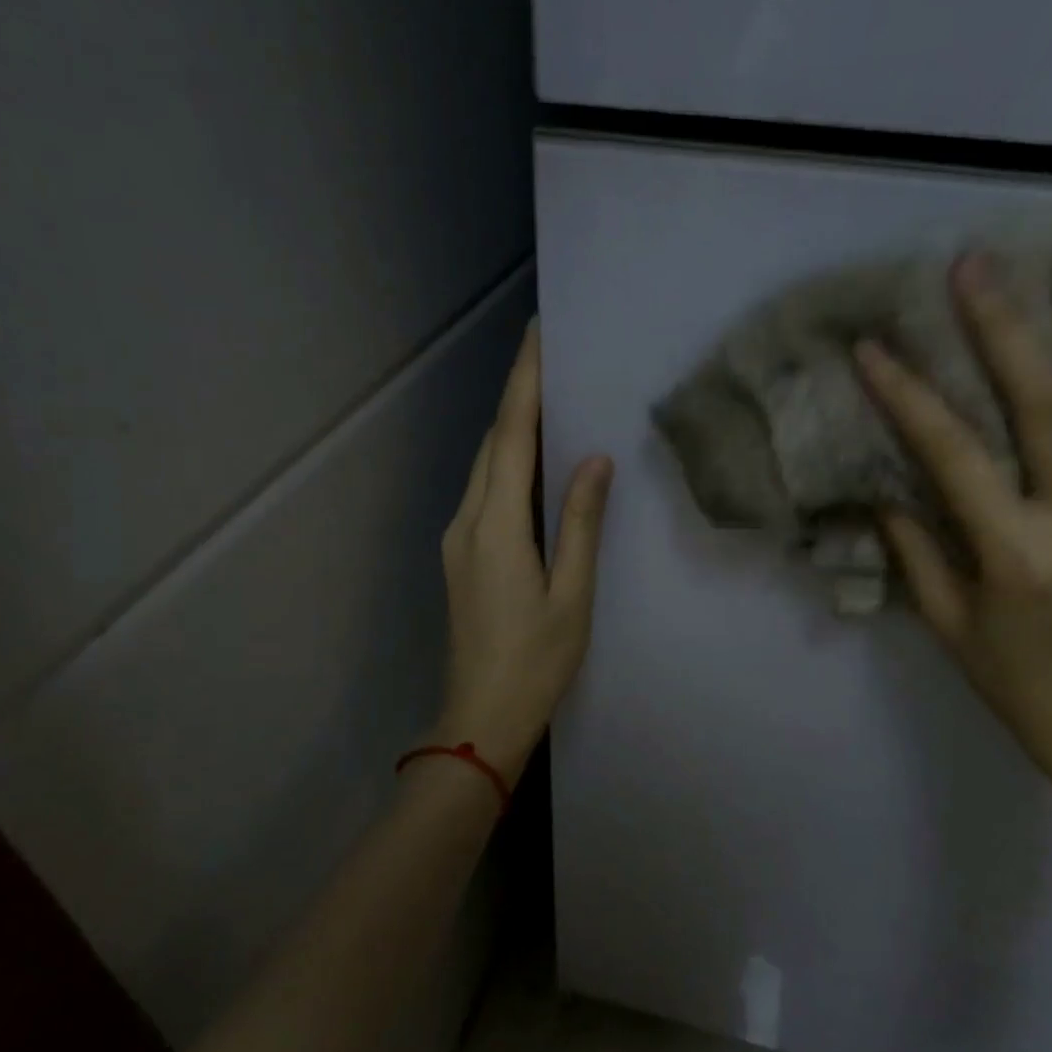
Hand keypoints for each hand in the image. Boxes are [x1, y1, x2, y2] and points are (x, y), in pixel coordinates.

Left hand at [431, 322, 613, 785]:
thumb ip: (581, 523)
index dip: (524, 383)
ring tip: (548, 400)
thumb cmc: (536, 661)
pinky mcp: (460, 557)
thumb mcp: (572, 594)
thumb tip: (593, 460)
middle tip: (553, 359)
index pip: (510, 436)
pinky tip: (533, 464)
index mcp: (496, 526)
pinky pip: (484, 494)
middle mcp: (467, 522)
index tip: (538, 335)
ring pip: (485, 468)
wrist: (480, 717)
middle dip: (518, 397)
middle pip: (492, 445)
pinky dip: (506, 465)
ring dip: (511, 430)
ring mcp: (457, 540)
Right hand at [855, 247, 1051, 800]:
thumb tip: (886, 487)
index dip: (908, 396)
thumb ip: (915, 547)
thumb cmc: (1010, 675)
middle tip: (977, 266)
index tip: (874, 348)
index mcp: (1014, 552)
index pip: (952, 454)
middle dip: (1007, 328)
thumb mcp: (944, 620)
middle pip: (1046, 402)